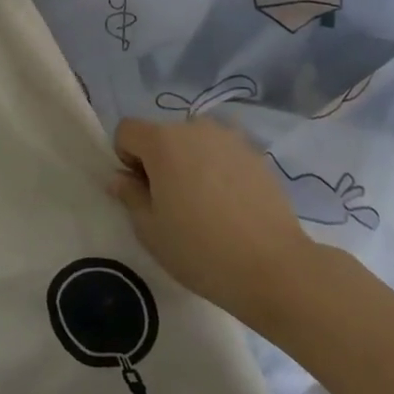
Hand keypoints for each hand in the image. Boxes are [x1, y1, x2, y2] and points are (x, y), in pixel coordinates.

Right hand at [110, 118, 318, 327]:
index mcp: (162, 141)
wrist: (273, 266)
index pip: (127, 130)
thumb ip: (129, 195)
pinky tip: (230, 206)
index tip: (141, 191)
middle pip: (162, 135)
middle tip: (172, 204)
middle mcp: (194, 127)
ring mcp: (229, 137)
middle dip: (158, 161)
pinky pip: (221, 153)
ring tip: (204, 205)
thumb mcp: (151, 230)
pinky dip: (217, 169)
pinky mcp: (254, 152)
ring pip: (194, 142)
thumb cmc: (200, 250)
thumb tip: (120, 177)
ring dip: (189, 163)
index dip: (125, 158)